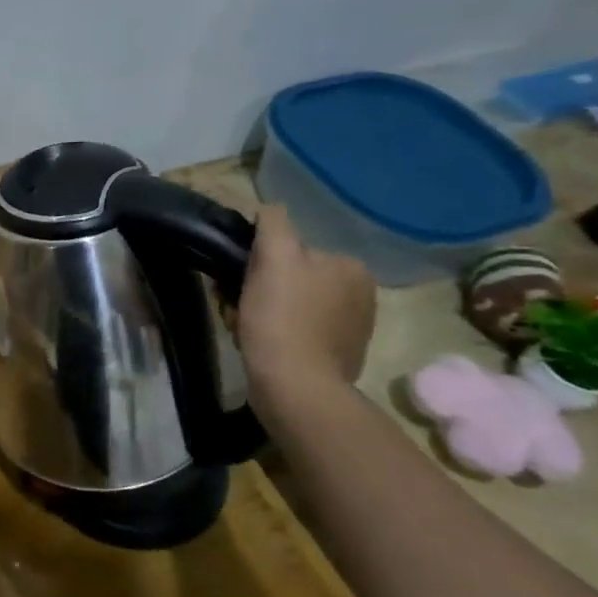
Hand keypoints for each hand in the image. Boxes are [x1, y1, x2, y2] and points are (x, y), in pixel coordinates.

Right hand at [237, 204, 375, 400]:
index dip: (259, 264)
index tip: (239, 281)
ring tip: (244, 328)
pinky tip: (260, 346)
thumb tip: (269, 208)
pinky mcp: (336, 358)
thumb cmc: (282, 319)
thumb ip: (274, 224)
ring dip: (263, 313)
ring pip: (290, 307)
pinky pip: (296, 333)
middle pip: (291, 280)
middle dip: (260, 290)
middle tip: (237, 307)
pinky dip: (275, 336)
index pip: (293, 252)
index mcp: (351, 268)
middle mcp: (360, 296)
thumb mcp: (275, 258)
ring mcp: (351, 330)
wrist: (295, 388)